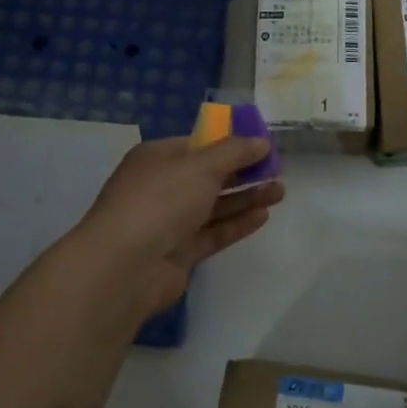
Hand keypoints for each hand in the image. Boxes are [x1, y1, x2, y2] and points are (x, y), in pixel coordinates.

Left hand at [62, 135, 285, 323]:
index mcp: (157, 158)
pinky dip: (236, 224)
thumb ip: (234, 152)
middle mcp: (162, 186)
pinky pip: (213, 233)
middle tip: (278, 171)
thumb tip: (261, 142)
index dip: (230, 144)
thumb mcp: (200, 165)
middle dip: (243, 172)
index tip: (262, 146)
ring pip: (214, 205)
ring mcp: (169, 222)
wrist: (126, 265)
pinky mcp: (180, 252)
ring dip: (246, 197)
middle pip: (208, 175)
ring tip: (280, 192)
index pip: (198, 145)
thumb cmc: (160, 200)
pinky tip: (262, 216)